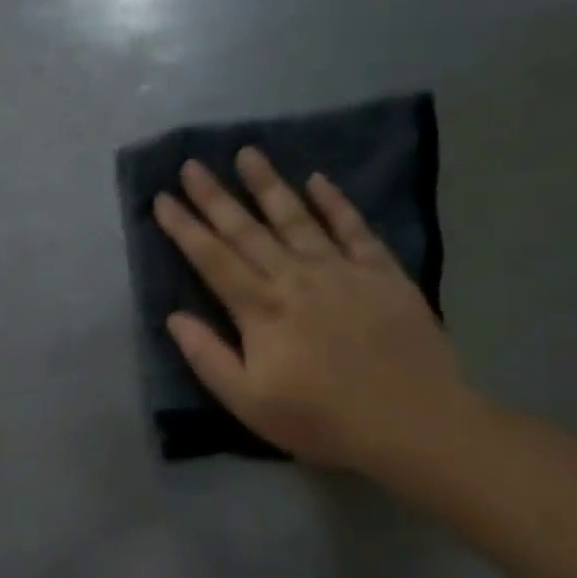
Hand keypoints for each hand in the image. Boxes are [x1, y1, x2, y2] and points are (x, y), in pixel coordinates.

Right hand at [153, 148, 468, 471]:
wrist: (414, 424)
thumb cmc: (321, 419)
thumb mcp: (248, 402)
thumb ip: (207, 357)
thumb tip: (174, 318)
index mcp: (261, 309)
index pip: (212, 259)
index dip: (184, 228)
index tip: (163, 199)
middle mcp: (296, 278)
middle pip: (247, 230)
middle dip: (216, 197)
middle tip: (193, 165)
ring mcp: (342, 271)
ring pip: (297, 218)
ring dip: (269, 185)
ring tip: (248, 153)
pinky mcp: (382, 274)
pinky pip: (354, 228)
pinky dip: (335, 203)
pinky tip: (318, 180)